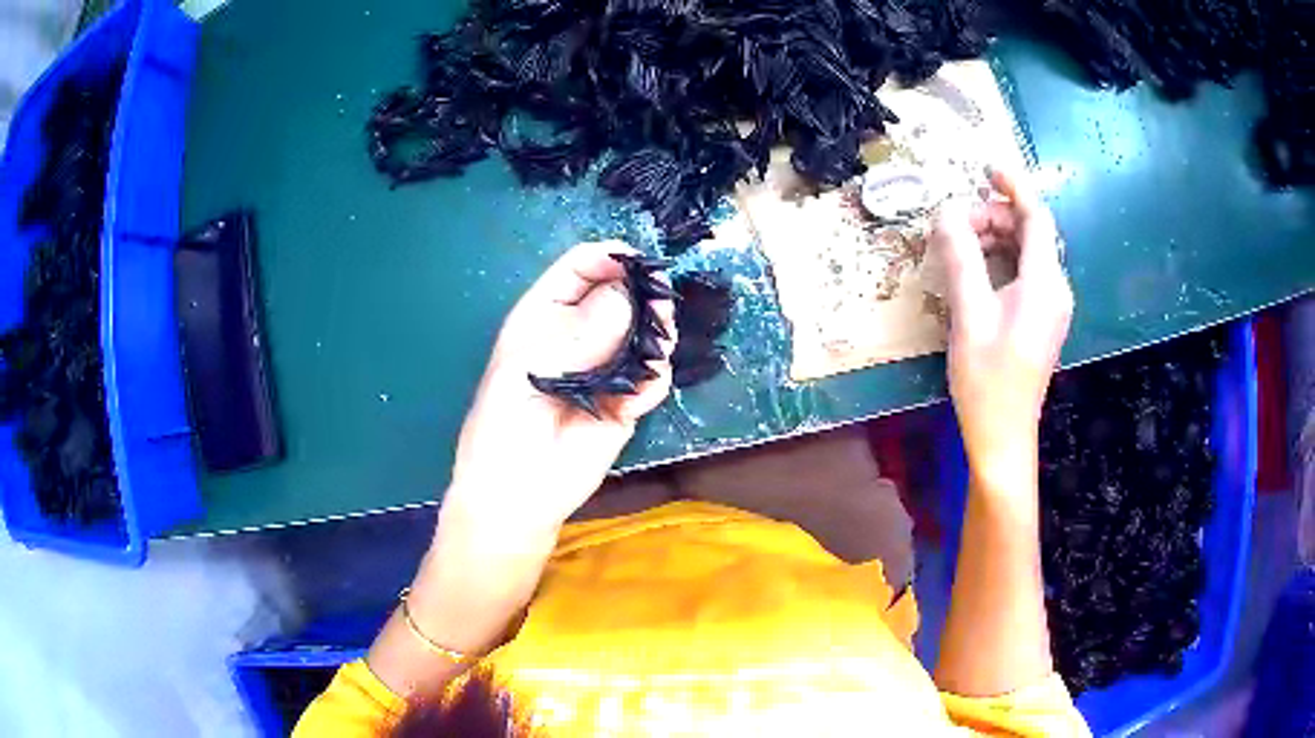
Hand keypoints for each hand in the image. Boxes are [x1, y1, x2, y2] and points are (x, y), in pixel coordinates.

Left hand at [445, 240, 676, 533]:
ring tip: (652, 355)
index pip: (579, 269)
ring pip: (644, 334)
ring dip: (656, 338)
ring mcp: (605, 369)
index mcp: (544, 315)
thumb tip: (627, 298)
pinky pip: (651, 379)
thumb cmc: (504, 424)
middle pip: (622, 296)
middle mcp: (578, 334)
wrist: (517, 492)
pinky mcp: (626, 403)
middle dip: (643, 297)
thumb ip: (578, 334)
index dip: (609, 258)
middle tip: (658, 313)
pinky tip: (631, 404)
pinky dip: (651, 384)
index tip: (641, 263)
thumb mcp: (529, 369)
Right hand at [931, 169, 1072, 491]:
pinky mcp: (1040, 320)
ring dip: (994, 239)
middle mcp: (1055, 289)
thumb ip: (960, 258)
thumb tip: (945, 212)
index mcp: (1044, 284)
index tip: (986, 169)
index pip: (1036, 217)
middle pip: (1029, 232)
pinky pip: (1024, 273)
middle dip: (993, 217)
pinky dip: (1000, 261)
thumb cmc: (987, 380)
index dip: (1013, 187)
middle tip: (954, 226)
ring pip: (1026, 252)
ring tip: (959, 247)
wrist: (1003, 436)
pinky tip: (974, 271)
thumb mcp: (968, 315)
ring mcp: (1050, 306)